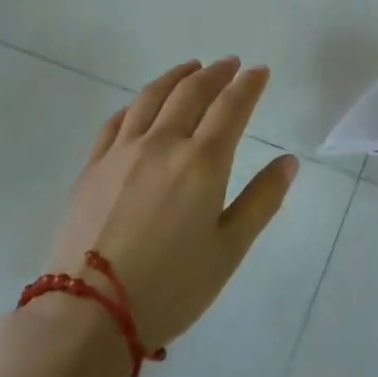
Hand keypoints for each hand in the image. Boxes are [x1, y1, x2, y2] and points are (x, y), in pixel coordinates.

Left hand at [51, 57, 296, 347]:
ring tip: (190, 68)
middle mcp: (162, 144)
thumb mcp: (229, 249)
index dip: (249, 85)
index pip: (231, 107)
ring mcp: (121, 152)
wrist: (89, 313)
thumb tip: (289, 161)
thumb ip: (262, 200)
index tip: (260, 71)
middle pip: (191, 93)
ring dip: (175, 77)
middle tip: (230, 63)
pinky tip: (141, 104)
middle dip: (215, 73)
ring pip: (151, 98)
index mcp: (202, 162)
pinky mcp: (92, 167)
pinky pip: (116, 121)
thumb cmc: (171, 286)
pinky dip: (136, 103)